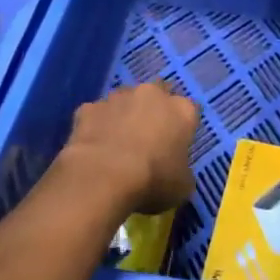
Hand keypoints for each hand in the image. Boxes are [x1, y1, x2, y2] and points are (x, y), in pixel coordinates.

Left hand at [60, 83, 198, 216]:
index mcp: (182, 110)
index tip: (177, 143)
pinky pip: (97, 113)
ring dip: (125, 113)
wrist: (103, 177)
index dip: (183, 126)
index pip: (190, 110)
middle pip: (158, 93)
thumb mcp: (182, 186)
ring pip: (125, 99)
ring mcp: (118, 97)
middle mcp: (152, 94)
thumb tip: (176, 172)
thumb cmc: (152, 180)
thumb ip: (182, 170)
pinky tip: (95, 146)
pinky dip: (97, 125)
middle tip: (149, 134)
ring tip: (118, 141)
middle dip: (154, 108)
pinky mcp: (90, 107)